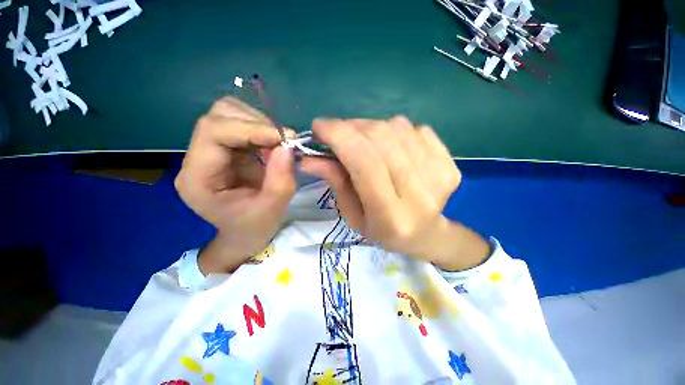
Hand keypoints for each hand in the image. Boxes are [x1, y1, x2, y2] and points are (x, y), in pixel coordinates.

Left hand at [175, 98, 295, 273]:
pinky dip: (263, 130)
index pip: (213, 132)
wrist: (244, 233)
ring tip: (279, 145)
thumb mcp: (272, 209)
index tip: (283, 138)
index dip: (249, 129)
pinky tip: (273, 146)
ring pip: (230, 114)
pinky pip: (243, 124)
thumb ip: (281, 180)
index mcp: (197, 178)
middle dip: (256, 123)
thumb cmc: (253, 227)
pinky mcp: (226, 149)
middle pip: (219, 116)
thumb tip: (288, 146)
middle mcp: (197, 158)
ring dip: (260, 124)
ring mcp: (211, 151)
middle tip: (283, 141)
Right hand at [300, 117, 489, 270]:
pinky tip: (392, 149)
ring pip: (397, 128)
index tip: (319, 127)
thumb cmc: (382, 230)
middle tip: (338, 134)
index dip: (340, 136)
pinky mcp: (450, 162)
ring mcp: (439, 175)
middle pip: (381, 139)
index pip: (365, 163)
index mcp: (391, 216)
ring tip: (364, 143)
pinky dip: (396, 131)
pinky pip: (416, 128)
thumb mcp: (353, 215)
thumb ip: (335, 183)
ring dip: (371, 128)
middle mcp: (419, 194)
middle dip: (351, 128)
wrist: (426, 234)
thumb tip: (310, 158)